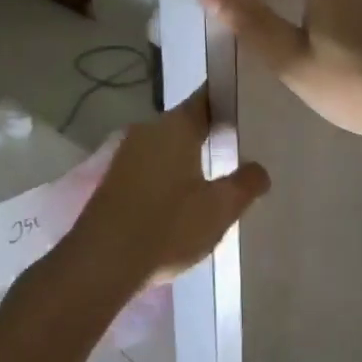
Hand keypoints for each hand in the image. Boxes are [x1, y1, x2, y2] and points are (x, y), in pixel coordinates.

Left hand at [67, 87, 268, 286]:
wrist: (101, 263)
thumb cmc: (167, 227)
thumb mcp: (219, 209)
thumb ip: (245, 183)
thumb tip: (259, 168)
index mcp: (175, 126)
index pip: (207, 98)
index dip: (228, 99)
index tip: (249, 106)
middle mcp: (148, 130)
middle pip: (187, 122)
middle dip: (212, 131)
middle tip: (242, 145)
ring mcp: (126, 154)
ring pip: (168, 145)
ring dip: (190, 155)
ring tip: (219, 173)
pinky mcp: (115, 179)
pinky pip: (151, 165)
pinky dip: (170, 173)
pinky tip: (185, 196)